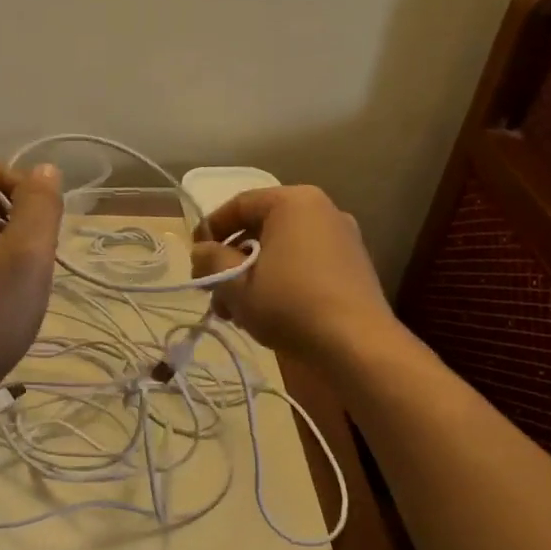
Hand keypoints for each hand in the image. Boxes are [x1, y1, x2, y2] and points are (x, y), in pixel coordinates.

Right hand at [190, 185, 392, 361]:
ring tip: (233, 312)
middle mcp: (322, 212)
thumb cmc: (289, 304)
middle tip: (210, 290)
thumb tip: (202, 250)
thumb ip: (211, 259)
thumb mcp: (236, 283)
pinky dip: (279, 282)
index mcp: (294, 202)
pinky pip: (303, 265)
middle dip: (230, 259)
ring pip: (281, 250)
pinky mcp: (351, 269)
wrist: (356, 347)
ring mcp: (341, 240)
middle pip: (261, 228)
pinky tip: (264, 314)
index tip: (194, 257)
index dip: (210, 228)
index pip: (240, 204)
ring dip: (251, 275)